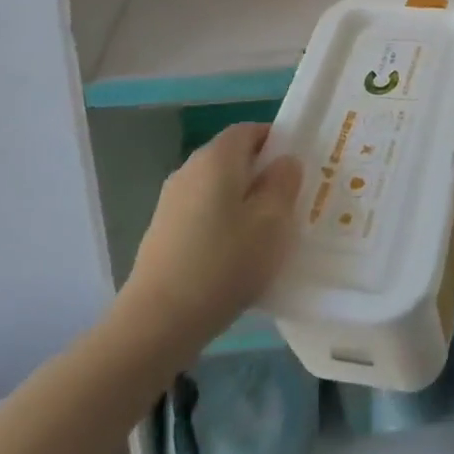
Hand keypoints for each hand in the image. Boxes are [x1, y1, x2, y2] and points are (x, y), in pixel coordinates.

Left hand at [122, 123, 302, 351]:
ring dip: (242, 204)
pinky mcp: (162, 232)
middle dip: (261, 176)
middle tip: (288, 206)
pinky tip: (232, 260)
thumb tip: (284, 161)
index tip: (296, 171)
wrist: (156, 323)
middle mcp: (190, 169)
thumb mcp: (272, 222)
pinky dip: (221, 225)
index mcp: (217, 156)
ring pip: (218, 189)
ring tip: (263, 238)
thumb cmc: (224, 263)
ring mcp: (170, 201)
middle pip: (233, 159)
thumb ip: (284, 183)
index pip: (250, 130)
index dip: (276, 142)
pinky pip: (202, 214)